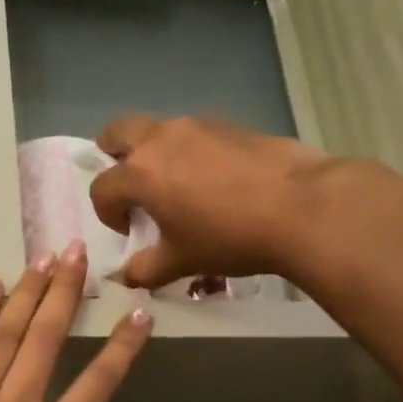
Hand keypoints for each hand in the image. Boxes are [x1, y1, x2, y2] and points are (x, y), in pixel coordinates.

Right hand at [89, 114, 335, 290]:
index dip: (108, 214)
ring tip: (176, 185)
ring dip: (154, 153)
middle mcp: (161, 139)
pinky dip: (189, 151)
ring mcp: (197, 126)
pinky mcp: (229, 124)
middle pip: (117, 132)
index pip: (101, 188)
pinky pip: (194, 134)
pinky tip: (214, 180)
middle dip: (113, 155)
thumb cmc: (229, 236)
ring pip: (159, 129)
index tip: (129, 231)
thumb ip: (146, 269)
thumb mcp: (182, 261)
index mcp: (140, 173)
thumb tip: (127, 277)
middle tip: (130, 184)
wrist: (300, 206)